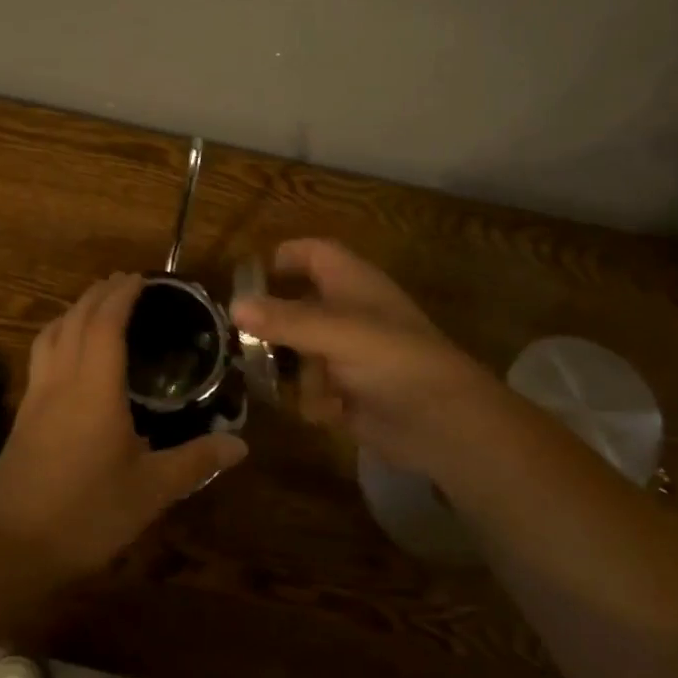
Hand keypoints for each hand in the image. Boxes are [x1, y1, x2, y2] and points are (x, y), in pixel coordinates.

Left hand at [0, 272, 248, 576]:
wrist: (12, 545)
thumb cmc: (87, 513)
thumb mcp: (151, 491)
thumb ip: (195, 461)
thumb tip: (241, 446)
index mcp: (95, 388)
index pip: (106, 322)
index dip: (122, 295)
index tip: (142, 279)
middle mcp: (62, 379)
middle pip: (76, 319)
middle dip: (100, 293)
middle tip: (125, 283)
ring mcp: (37, 395)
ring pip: (52, 333)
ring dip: (75, 310)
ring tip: (96, 307)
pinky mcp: (23, 413)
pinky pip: (41, 355)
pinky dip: (59, 335)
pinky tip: (69, 354)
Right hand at [231, 240, 499, 475]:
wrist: (444, 423)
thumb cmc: (394, 361)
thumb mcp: (336, 332)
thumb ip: (284, 319)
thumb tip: (233, 306)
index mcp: (352, 284)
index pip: (314, 254)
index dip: (284, 257)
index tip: (247, 278)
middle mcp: (349, 315)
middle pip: (298, 306)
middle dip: (273, 326)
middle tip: (241, 340)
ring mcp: (349, 356)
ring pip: (300, 352)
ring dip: (291, 370)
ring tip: (283, 384)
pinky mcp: (350, 394)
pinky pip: (313, 390)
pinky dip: (314, 401)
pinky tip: (325, 412)